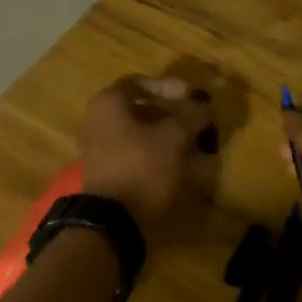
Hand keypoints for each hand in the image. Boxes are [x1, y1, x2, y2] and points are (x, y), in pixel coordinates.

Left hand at [80, 76, 213, 231]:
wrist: (112, 219)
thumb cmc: (142, 167)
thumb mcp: (174, 138)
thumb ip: (191, 116)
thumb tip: (204, 105)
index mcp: (109, 103)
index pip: (140, 81)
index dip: (168, 85)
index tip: (190, 95)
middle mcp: (98, 120)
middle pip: (139, 106)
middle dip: (170, 111)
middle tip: (194, 118)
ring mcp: (100, 147)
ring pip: (138, 130)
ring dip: (166, 132)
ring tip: (192, 141)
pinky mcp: (108, 170)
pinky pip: (135, 150)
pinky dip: (156, 150)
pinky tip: (178, 160)